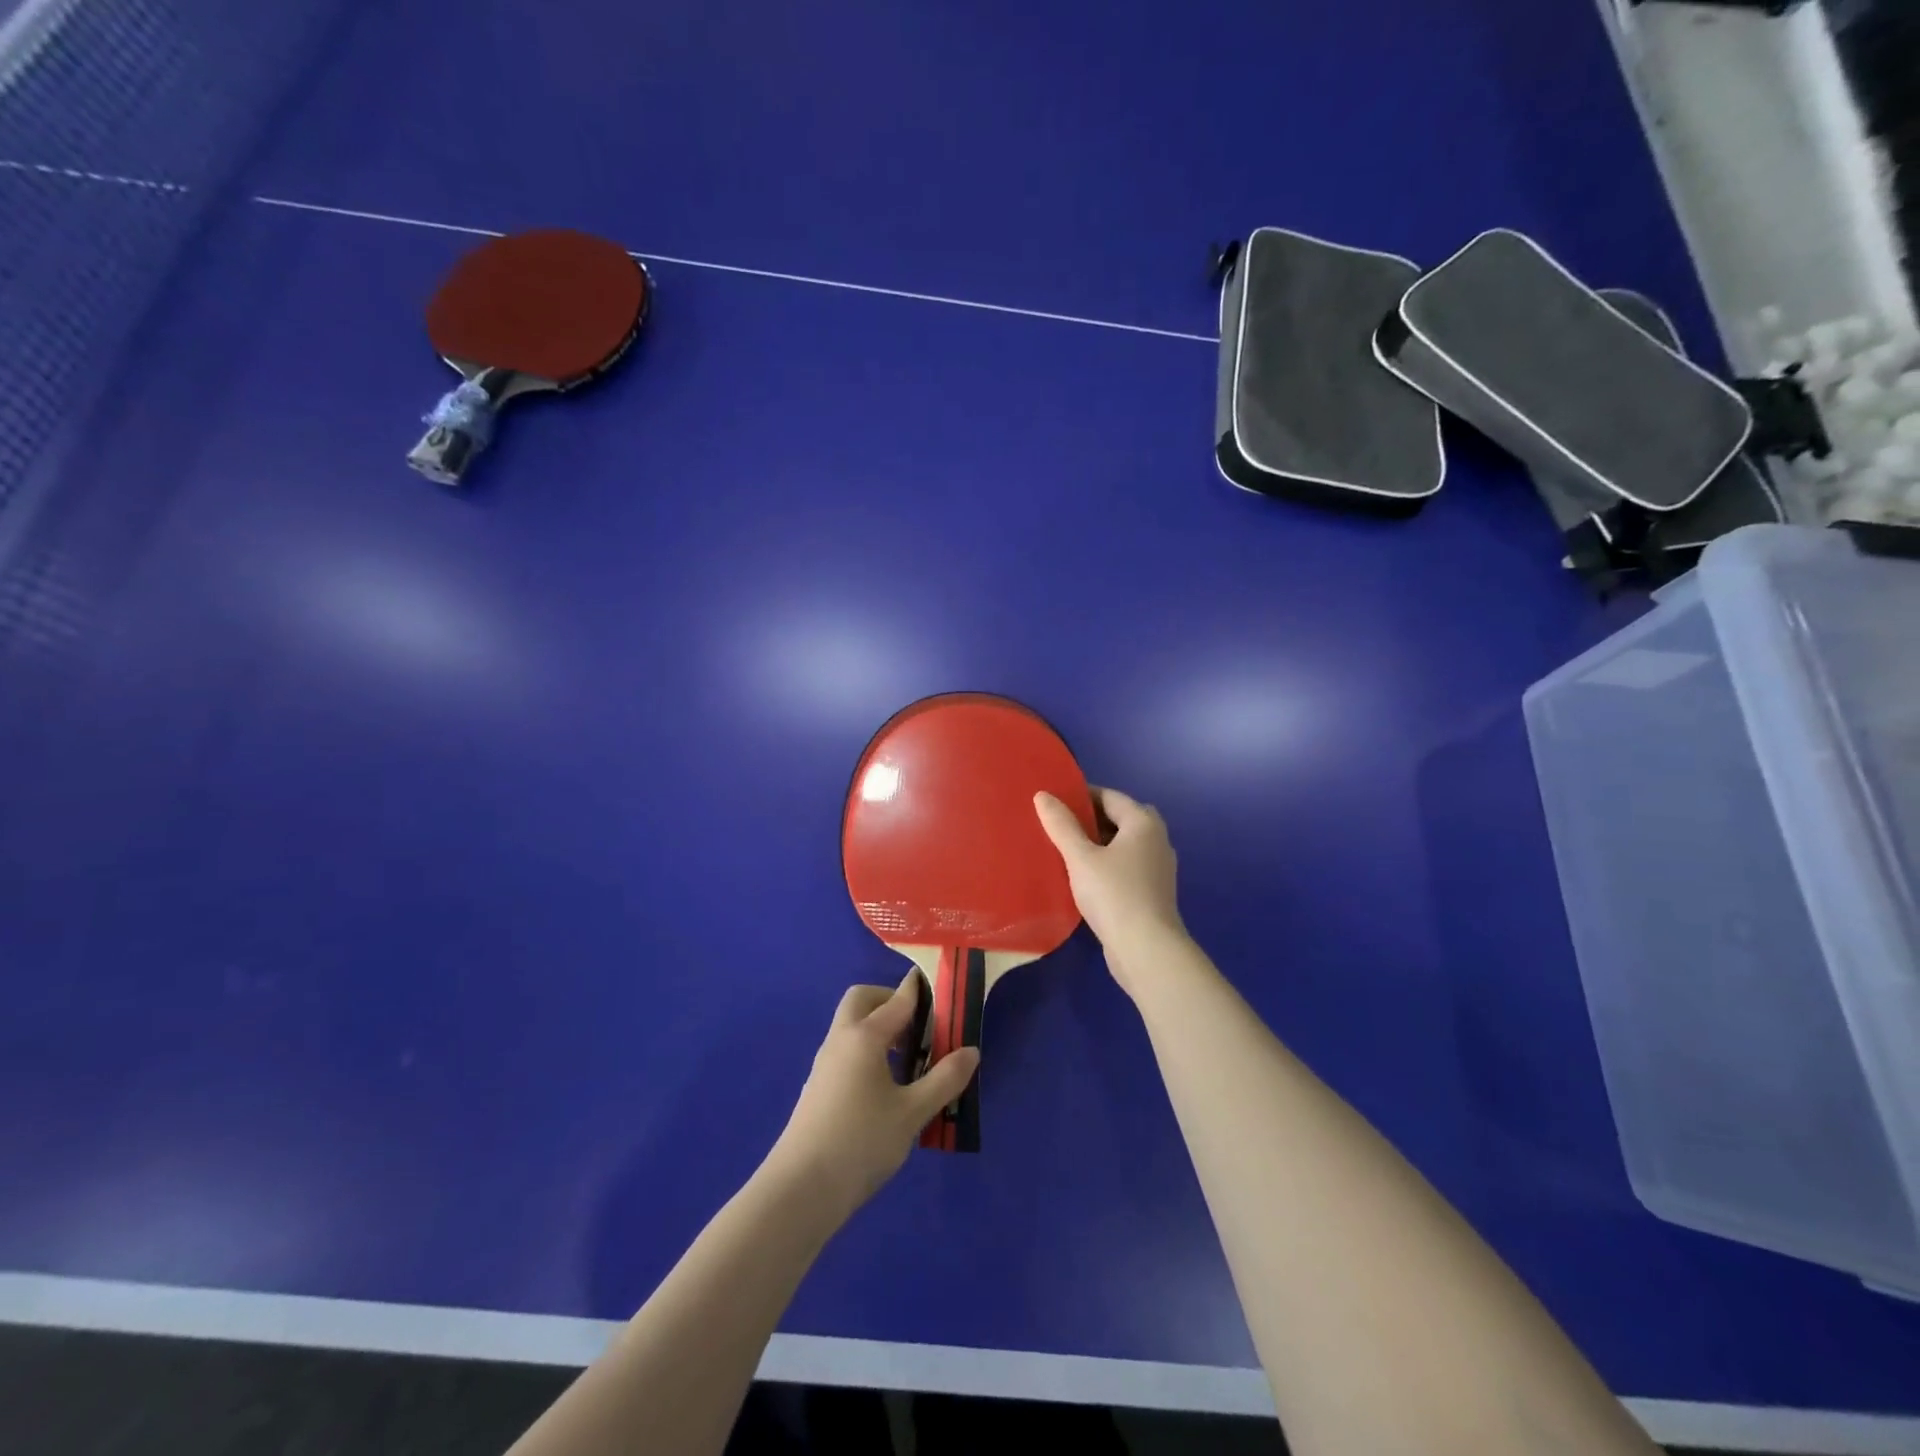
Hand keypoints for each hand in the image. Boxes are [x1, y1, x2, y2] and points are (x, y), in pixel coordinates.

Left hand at [768, 978, 979, 1218]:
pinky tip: (887, 1086)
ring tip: (911, 1059)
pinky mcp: (819, 1086)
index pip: (897, 1000)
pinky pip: (847, 1050)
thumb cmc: (861, 1142)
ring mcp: (825, 1063)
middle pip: (863, 1000)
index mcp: (864, 1036)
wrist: (800, 1189)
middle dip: (891, 1001)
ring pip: (852, 1026)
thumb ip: (944, 1080)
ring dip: (880, 1028)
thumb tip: (971, 1051)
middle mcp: (841, 1039)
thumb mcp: (912, 1113)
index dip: (920, 991)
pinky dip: (869, 1050)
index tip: (942, 988)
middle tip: (921, 1026)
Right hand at [1035, 786, 1187, 993]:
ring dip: (1098, 843)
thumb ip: (1061, 825)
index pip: (1109, 796)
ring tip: (1065, 849)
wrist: (1146, 949)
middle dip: (1090, 819)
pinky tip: (1083, 876)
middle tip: (1059, 824)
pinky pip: (1126, 865)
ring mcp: (1157, 867)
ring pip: (1123, 844)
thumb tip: (1042, 795)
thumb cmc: (1114, 894)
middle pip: (1119, 818)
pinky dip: (1106, 863)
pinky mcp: (1152, 891)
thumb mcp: (1080, 857)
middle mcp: (1156, 839)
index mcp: (1143, 822)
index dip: (1081, 795)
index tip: (1053, 801)